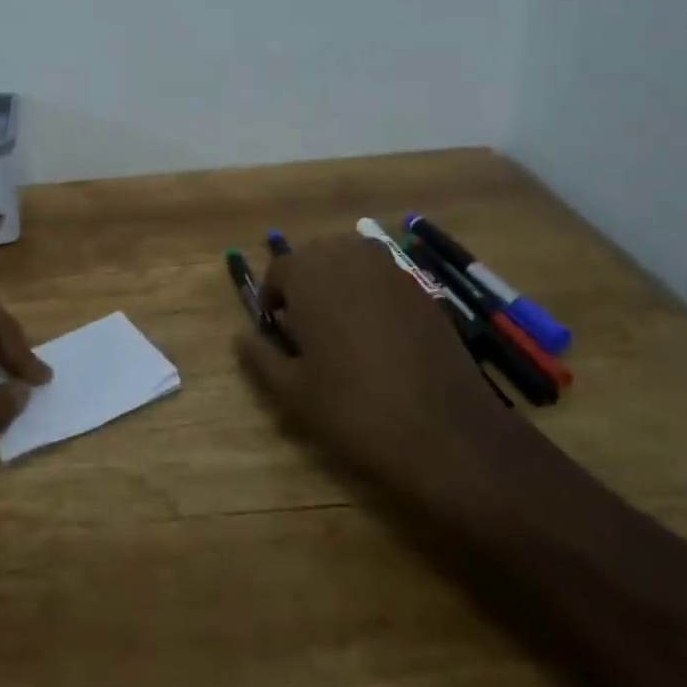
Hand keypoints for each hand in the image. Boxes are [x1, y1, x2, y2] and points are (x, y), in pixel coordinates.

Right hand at [233, 233, 518, 499]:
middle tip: (309, 332)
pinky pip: (382, 278)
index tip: (278, 333)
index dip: (273, 301)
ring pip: (350, 262)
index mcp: (309, 273)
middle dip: (306, 286)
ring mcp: (390, 268)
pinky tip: (380, 337)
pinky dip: (371, 295)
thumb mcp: (293, 390)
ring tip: (343, 330)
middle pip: (314, 258)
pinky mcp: (422, 288)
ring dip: (339, 285)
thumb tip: (241, 336)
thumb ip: (260, 356)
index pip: (278, 271)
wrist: (445, 431)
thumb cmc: (354, 407)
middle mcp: (348, 256)